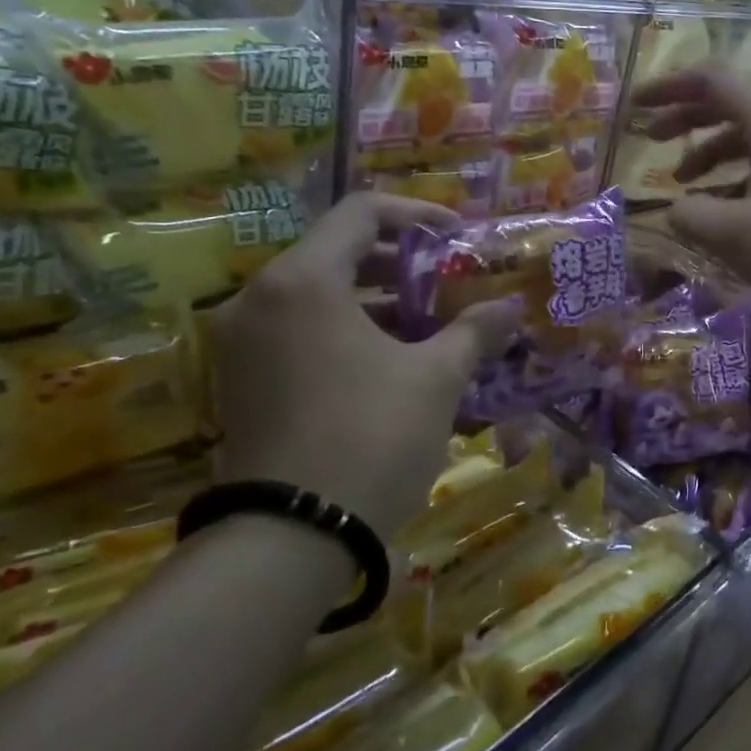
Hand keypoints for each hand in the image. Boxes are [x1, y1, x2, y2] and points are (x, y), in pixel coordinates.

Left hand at [209, 193, 520, 538]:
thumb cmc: (370, 437)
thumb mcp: (435, 379)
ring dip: (374, 299)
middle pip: (336, 252)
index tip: (458, 237)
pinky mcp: (240, 381)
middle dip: (399, 262)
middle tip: (447, 282)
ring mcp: (242, 343)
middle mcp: (260, 298)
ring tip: (427, 323)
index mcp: (303, 281)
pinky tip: (388, 360)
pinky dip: (344, 330)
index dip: (417, 215)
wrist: (292, 538)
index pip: (361, 213)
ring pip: (316, 295)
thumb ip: (474, 331)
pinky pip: (298, 331)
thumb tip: (511, 307)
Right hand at [633, 69, 750, 324]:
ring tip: (683, 183)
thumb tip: (675, 209)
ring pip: (749, 135)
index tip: (634, 107)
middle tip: (650, 138)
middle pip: (729, 104)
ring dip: (710, 152)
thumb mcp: (734, 235)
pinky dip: (737, 174)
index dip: (667, 89)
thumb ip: (691, 215)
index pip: (710, 83)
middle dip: (685, 119)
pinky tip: (724, 205)